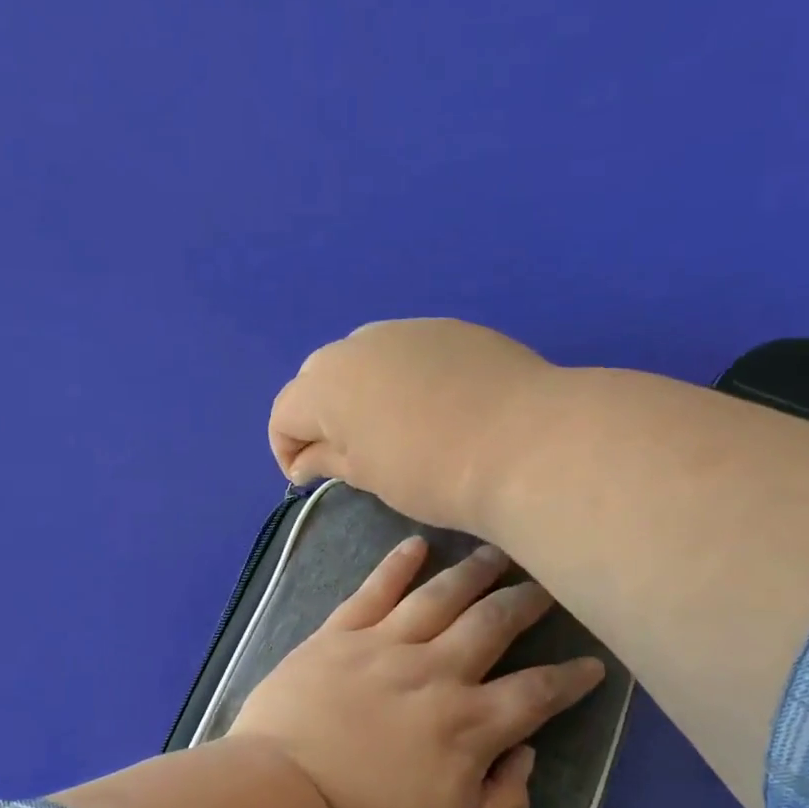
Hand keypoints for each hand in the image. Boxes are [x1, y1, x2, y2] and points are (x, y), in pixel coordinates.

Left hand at [228, 534, 606, 807]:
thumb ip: (506, 800)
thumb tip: (524, 751)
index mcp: (470, 726)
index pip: (537, 693)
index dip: (571, 678)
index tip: (593, 663)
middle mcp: (436, 673)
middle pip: (494, 625)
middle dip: (527, 603)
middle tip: (547, 586)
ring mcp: (384, 647)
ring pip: (441, 596)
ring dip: (473, 572)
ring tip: (497, 553)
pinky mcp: (337, 636)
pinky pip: (374, 590)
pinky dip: (397, 564)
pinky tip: (417, 545)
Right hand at [268, 319, 554, 530]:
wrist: (524, 443)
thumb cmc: (432, 473)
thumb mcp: (369, 475)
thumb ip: (328, 459)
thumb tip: (304, 462)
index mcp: (326, 384)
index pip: (284, 413)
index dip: (286, 449)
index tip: (308, 478)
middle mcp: (357, 345)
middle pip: (317, 378)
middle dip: (319, 414)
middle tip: (346, 453)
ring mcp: (406, 329)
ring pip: (363, 358)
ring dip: (359, 390)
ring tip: (389, 427)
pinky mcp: (449, 329)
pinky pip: (406, 351)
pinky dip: (400, 376)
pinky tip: (431, 406)